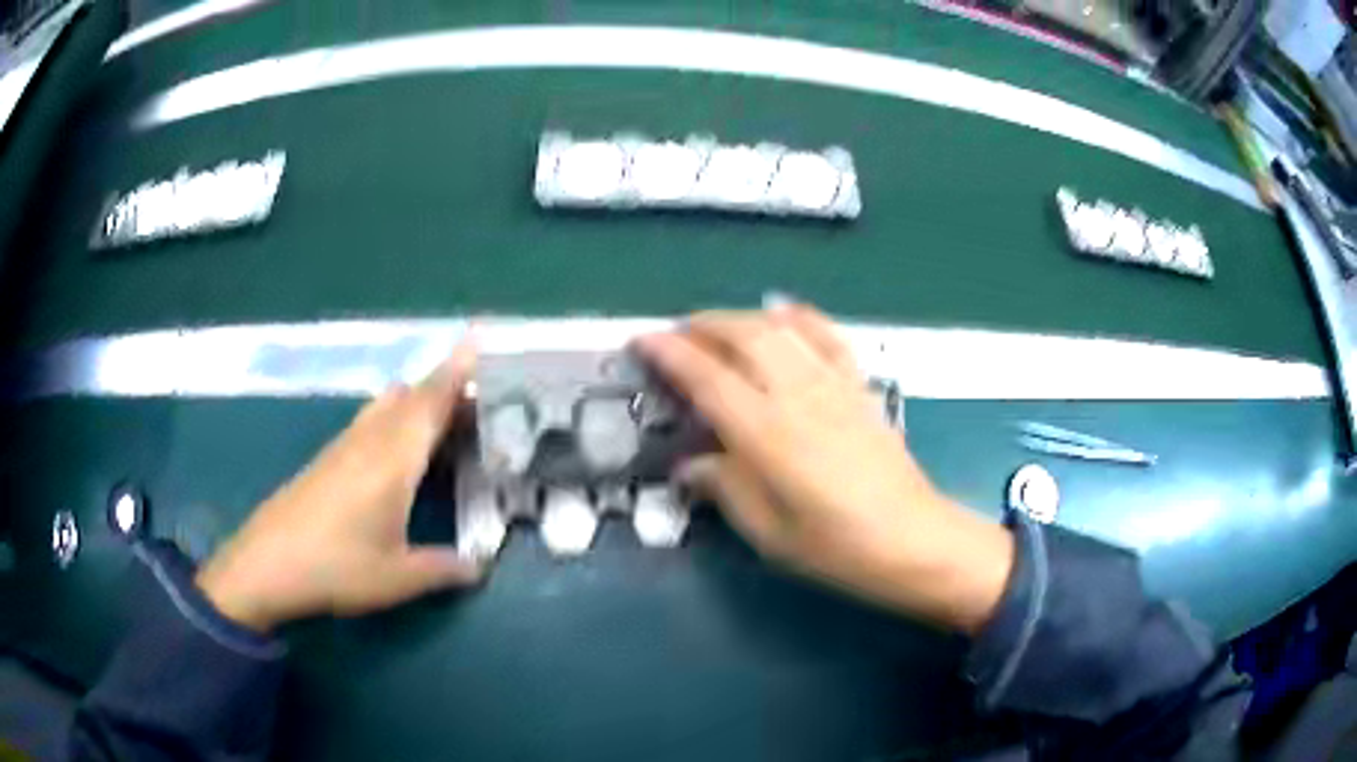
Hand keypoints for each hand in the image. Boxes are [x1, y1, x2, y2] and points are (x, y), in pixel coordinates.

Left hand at [196, 344, 482, 632]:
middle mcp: (370, 440)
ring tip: (448, 426)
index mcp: (392, 458)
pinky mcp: (328, 458)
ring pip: (389, 404)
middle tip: (484, 404)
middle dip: (447, 389)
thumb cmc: (336, 567)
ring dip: (420, 403)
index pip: (430, 401)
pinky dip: (398, 421)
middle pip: (412, 395)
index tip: (481, 341)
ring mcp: (345, 446)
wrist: (266, 565)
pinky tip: (403, 456)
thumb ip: (444, 569)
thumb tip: (479, 566)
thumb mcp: (398, 577)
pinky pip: (372, 422)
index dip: (457, 371)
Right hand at [637, 305, 1013, 633]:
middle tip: (676, 336)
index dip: (669, 353)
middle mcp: (797, 395)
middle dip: (702, 326)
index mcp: (766, 433)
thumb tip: (689, 467)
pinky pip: (825, 335)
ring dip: (741, 317)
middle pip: (743, 336)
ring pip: (780, 327)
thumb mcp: (766, 531)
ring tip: (718, 328)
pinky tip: (782, 315)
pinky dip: (798, 316)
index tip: (642, 340)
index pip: (706, 377)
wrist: (910, 538)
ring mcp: (832, 384)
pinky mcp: (858, 386)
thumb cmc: (834, 546)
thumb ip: (723, 487)